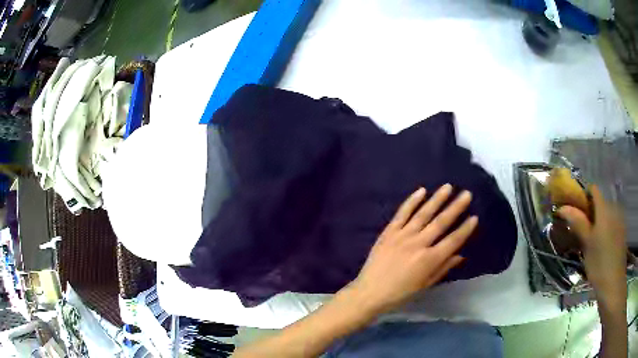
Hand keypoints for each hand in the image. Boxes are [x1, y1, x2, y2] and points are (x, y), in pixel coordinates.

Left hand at [349, 184, 476, 314]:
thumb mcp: (425, 285)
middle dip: (456, 207)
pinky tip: (421, 191)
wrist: (369, 292)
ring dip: (437, 199)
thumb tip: (460, 255)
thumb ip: (443, 268)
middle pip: (441, 222)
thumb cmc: (400, 293)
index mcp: (429, 260)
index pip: (453, 241)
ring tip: (448, 187)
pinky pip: (402, 213)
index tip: (474, 217)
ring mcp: (402, 236)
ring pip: (423, 214)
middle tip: (467, 194)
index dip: (465, 229)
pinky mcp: (389, 232)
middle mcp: (418, 244)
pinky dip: (412, 201)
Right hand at [558, 185, 626, 305]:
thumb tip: (563, 207)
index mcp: (604, 208)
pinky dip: (606, 228)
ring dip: (598, 221)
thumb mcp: (587, 244)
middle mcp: (613, 208)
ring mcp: (619, 219)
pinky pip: (612, 222)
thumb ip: (578, 222)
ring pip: (607, 213)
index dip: (584, 196)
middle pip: (600, 202)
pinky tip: (602, 245)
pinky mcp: (622, 231)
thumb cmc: (599, 263)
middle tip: (582, 229)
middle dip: (591, 212)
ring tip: (592, 240)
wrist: (613, 282)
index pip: (593, 190)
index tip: (576, 210)